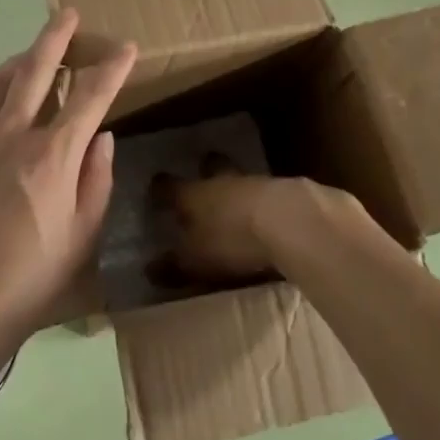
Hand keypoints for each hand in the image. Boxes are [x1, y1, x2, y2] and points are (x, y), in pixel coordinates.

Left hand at [0, 10, 135, 353]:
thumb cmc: (33, 278)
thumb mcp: (83, 235)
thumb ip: (96, 179)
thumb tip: (101, 137)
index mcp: (53, 155)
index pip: (90, 96)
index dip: (112, 67)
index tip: (127, 47)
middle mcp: (13, 136)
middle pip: (36, 69)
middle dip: (56, 37)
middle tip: (68, 14)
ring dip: (20, 60)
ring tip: (33, 52)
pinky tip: (3, 110)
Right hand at [156, 163, 360, 281]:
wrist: (290, 222)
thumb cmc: (231, 240)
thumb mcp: (196, 261)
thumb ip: (174, 266)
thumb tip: (149, 270)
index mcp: (192, 195)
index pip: (170, 187)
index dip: (161, 188)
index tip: (156, 185)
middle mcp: (221, 182)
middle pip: (211, 169)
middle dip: (206, 169)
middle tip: (203, 169)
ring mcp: (256, 183)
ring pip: (240, 179)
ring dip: (237, 186)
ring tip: (236, 198)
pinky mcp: (287, 192)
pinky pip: (268, 194)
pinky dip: (264, 203)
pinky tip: (267, 214)